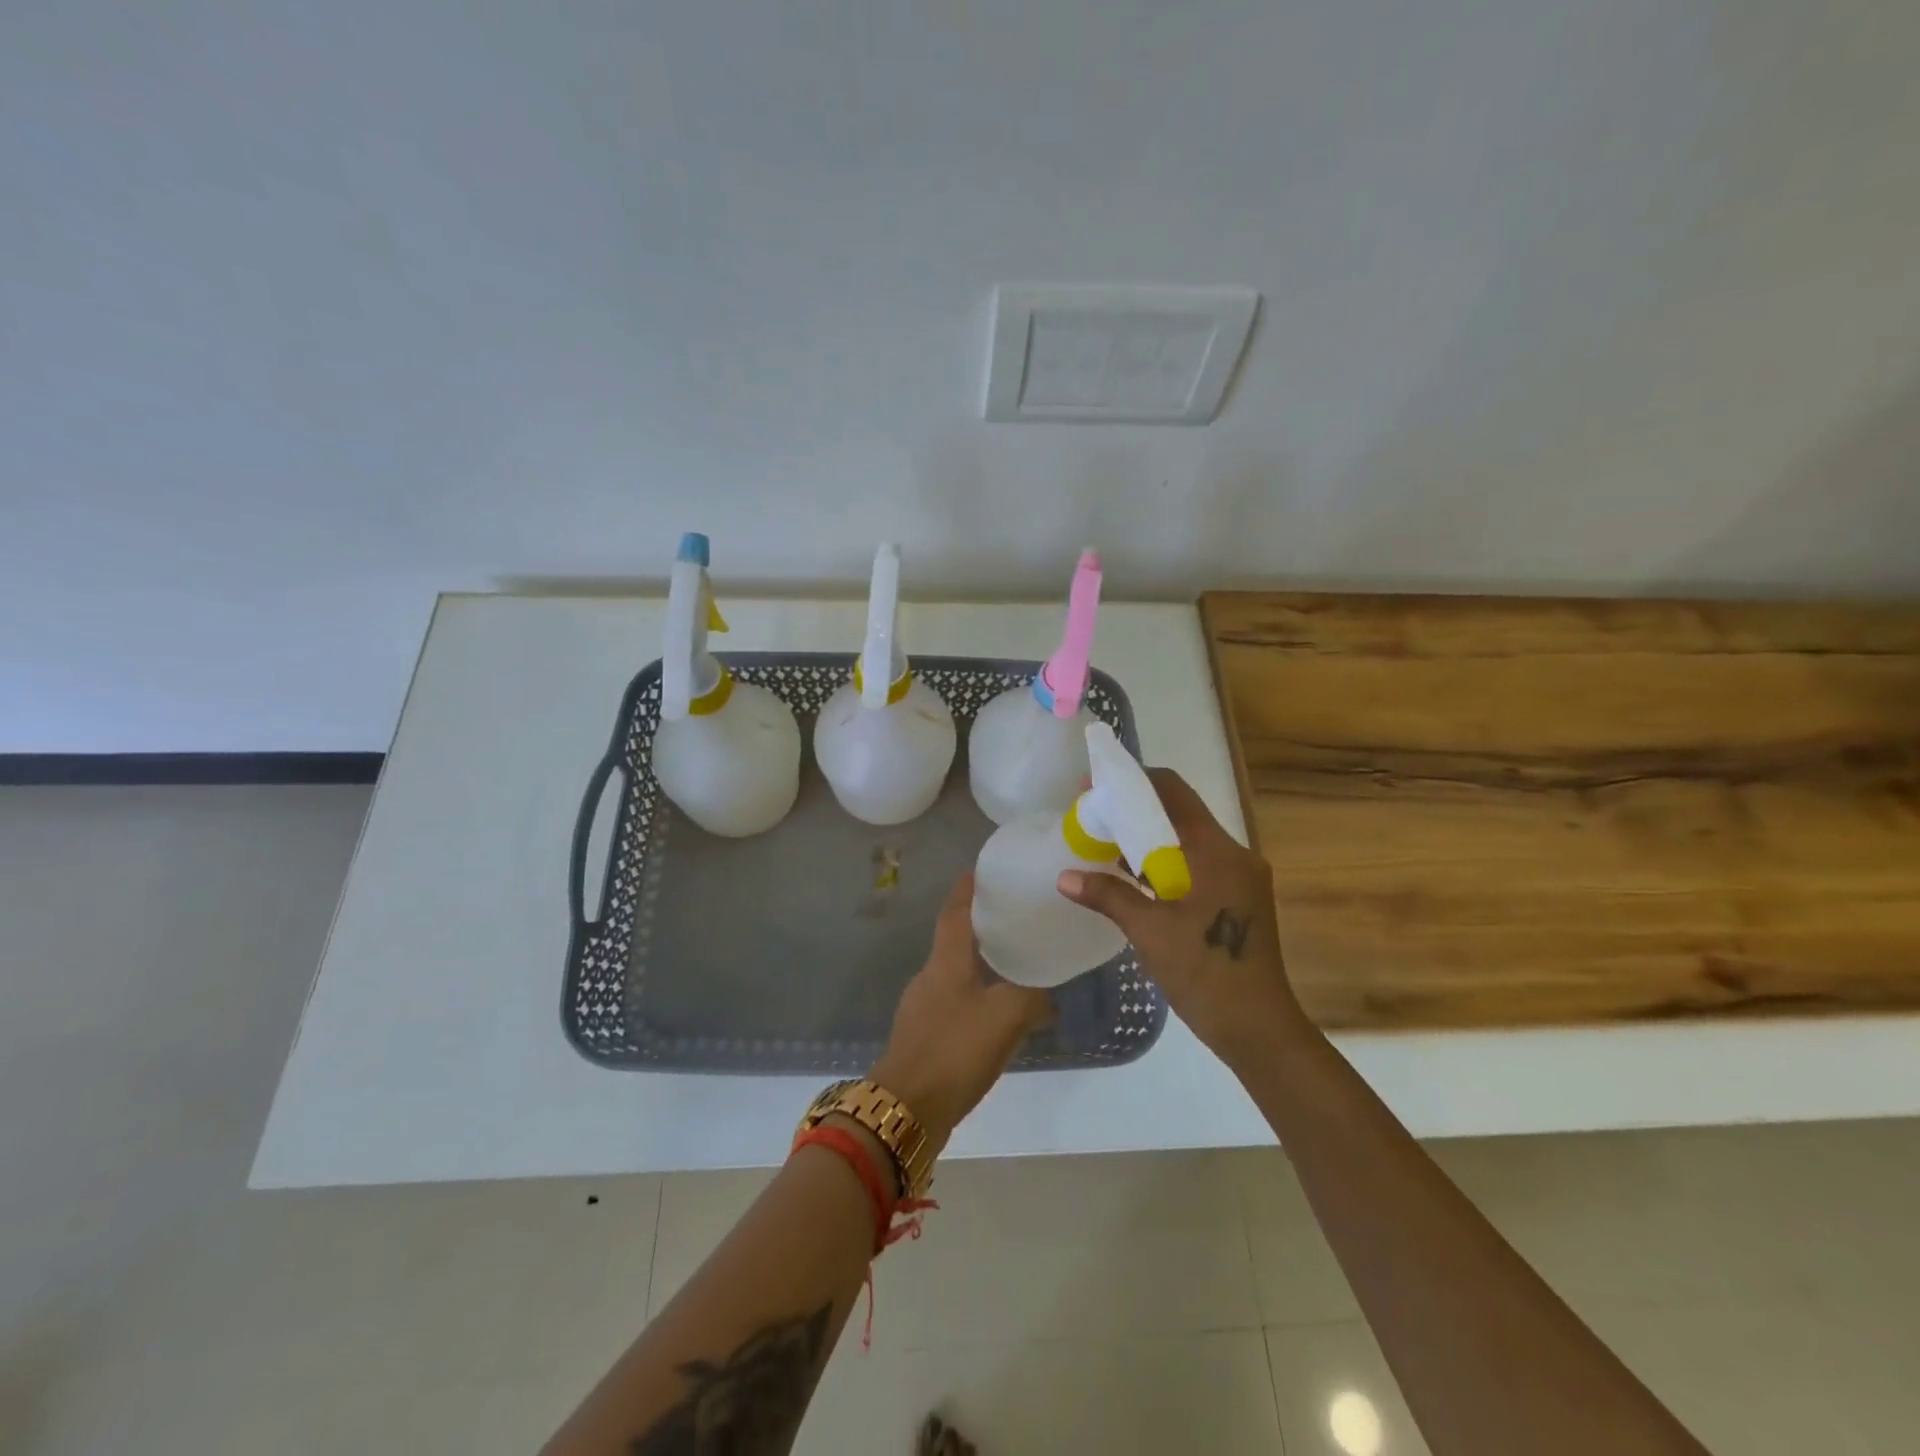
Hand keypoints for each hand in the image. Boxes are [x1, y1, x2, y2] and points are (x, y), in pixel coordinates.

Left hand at [872, 873, 1052, 1152]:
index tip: (986, 868)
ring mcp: (923, 1007)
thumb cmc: (953, 1052)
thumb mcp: (1005, 1018)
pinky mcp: (925, 1036)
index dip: (969, 886)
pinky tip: (1002, 1016)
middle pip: (957, 939)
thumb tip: (1047, 989)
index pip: (956, 910)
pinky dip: (980, 998)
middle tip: (1018, 917)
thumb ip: (1032, 996)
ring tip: (1019, 965)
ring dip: (984, 964)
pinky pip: (957, 1004)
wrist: (906, 1110)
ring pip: (958, 972)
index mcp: (945, 961)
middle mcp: (930, 976)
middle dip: (984, 924)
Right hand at [1057, 768, 1305, 1062]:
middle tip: (1094, 815)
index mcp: (1218, 852)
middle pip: (1180, 814)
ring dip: (1148, 840)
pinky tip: (1132, 876)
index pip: (1174, 792)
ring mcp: (1240, 878)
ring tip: (1105, 842)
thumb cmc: (1205, 973)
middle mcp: (1234, 855)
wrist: (1258, 1029)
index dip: (1133, 782)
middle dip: (1135, 811)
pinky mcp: (1237, 900)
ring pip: (1187, 842)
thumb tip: (1064, 877)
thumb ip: (1108, 896)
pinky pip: (1196, 866)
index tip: (1096, 786)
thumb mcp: (1150, 931)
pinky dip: (1165, 864)